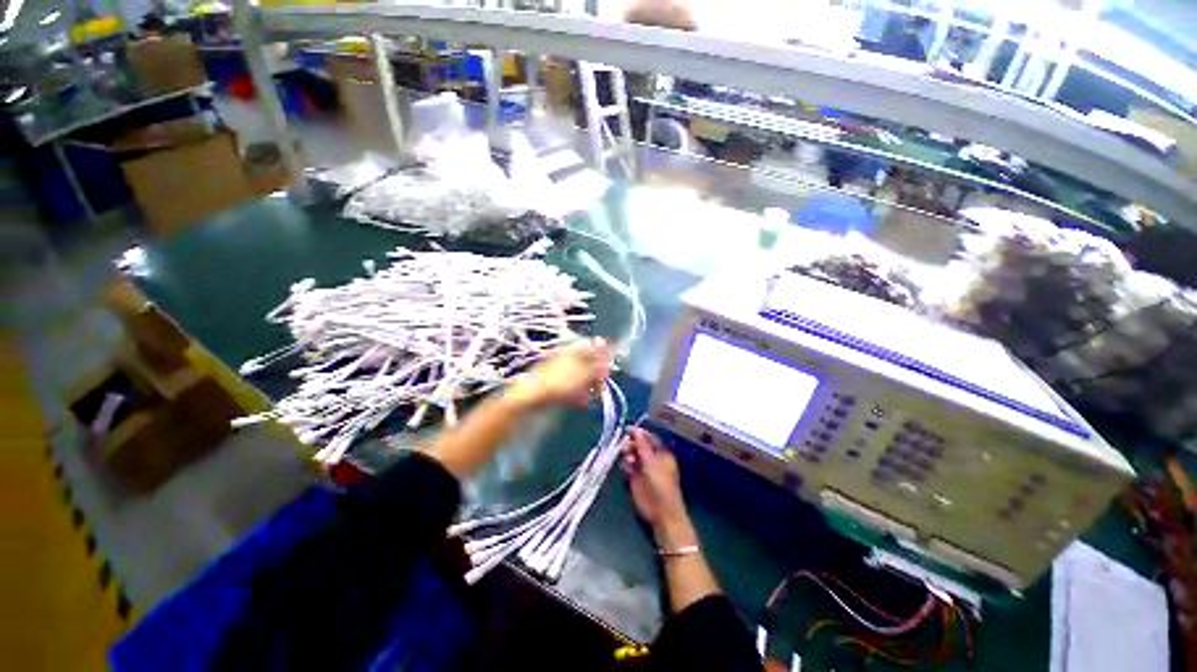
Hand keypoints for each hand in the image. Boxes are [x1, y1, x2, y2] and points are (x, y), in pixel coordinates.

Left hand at [506, 337, 613, 409]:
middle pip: (592, 364)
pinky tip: (579, 402)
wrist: (529, 398)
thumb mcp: (585, 373)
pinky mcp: (556, 383)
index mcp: (575, 349)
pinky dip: (578, 393)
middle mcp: (569, 356)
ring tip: (587, 398)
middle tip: (598, 388)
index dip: (606, 359)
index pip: (597, 348)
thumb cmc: (560, 383)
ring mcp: (562, 369)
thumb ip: (600, 362)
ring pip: (583, 377)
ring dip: (589, 387)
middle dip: (597, 377)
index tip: (609, 373)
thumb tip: (613, 349)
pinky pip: (573, 386)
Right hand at [622, 428, 694, 546]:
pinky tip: (626, 467)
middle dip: (632, 443)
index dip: (639, 433)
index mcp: (661, 453)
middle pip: (639, 445)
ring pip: (632, 455)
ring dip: (628, 453)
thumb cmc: (660, 483)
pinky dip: (626, 464)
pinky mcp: (635, 478)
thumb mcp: (651, 462)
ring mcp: (643, 468)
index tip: (628, 429)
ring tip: (627, 457)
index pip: (649, 438)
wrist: (660, 510)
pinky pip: (628, 466)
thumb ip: (642, 445)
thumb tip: (636, 430)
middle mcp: (652, 458)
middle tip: (625, 443)